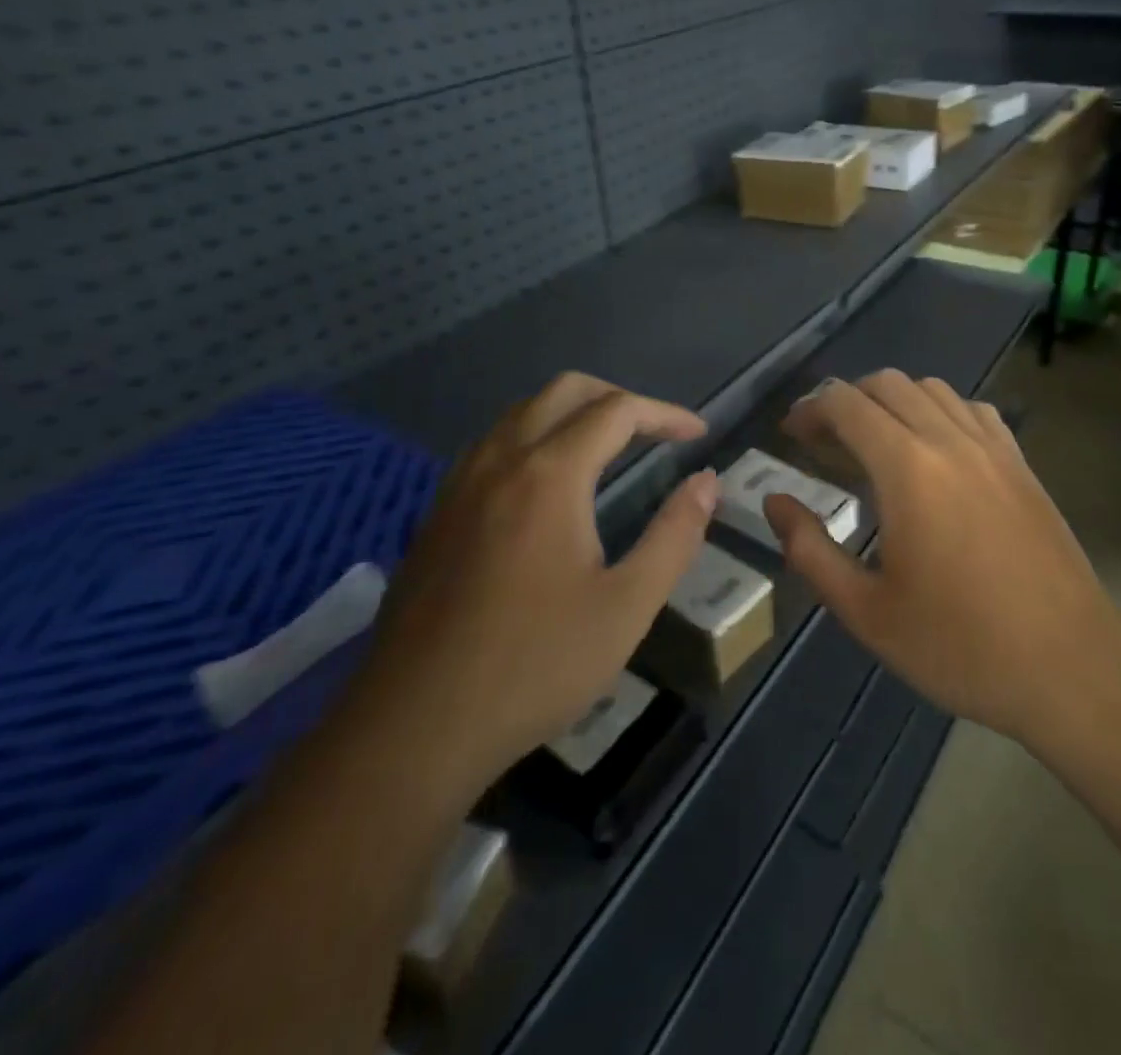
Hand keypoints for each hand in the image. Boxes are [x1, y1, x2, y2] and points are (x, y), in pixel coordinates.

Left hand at [354, 373, 717, 790]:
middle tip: (654, 431)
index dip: (665, 413)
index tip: (698, 435)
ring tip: (607, 449)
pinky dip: (533, 439)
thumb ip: (674, 536)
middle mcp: (499, 461)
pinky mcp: (436, 515)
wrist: (413, 729)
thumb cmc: (533, 666)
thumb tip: (707, 482)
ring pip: (520, 414)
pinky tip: (546, 488)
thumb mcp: (626, 607)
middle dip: (617, 398)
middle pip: (563, 391)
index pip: (617, 411)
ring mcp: (459, 486)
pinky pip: (491, 446)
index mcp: (550, 475)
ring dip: (571, 413)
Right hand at [768, 372, 1120, 758]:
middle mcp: (950, 441)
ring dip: (891, 401)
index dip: (810, 410)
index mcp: (908, 470)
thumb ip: (810, 549)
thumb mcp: (866, 611)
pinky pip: (972, 410)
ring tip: (874, 443)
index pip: (846, 404)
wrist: (1070, 667)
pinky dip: (939, 411)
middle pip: (886, 383)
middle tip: (824, 442)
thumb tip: (775, 501)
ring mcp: (993, 448)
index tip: (791, 436)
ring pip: (932, 388)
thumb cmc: (959, 645)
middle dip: (845, 401)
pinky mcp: (1021, 463)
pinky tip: (934, 451)